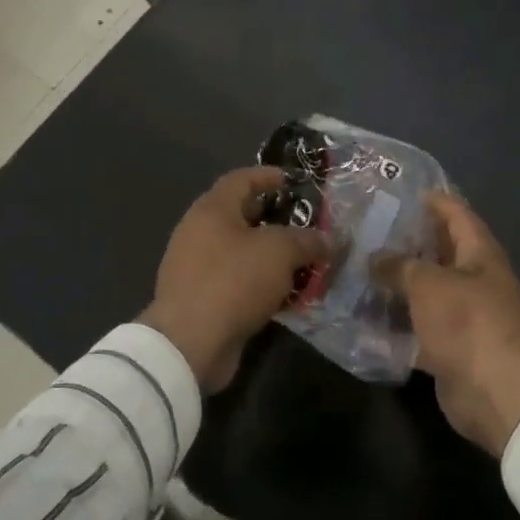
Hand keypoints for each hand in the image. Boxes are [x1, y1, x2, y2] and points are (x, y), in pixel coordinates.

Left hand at [140, 166, 329, 391]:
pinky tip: (286, 295)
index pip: (241, 179)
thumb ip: (307, 241)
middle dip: (275, 219)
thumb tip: (329, 240)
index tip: (294, 181)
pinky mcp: (201, 299)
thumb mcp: (279, 252)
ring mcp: (196, 267)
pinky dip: (261, 284)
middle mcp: (199, 232)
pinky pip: (237, 281)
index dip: (268, 176)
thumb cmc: (233, 281)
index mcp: (212, 210)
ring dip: (271, 256)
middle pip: (241, 216)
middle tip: (307, 225)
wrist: (190, 342)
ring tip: (304, 262)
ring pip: (241, 252)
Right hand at [375, 193, 519, 455]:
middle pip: (441, 252)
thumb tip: (375, 258)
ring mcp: (464, 315)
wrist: (497, 392)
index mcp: (480, 254)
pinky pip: (420, 326)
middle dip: (410, 241)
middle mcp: (475, 280)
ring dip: (400, 283)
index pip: (458, 215)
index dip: (436, 201)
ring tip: (362, 267)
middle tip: (371, 230)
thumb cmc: (468, 322)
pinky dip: (398, 322)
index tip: (406, 192)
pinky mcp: (451, 347)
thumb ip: (400, 266)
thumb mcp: (428, 284)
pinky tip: (367, 315)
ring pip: (428, 291)